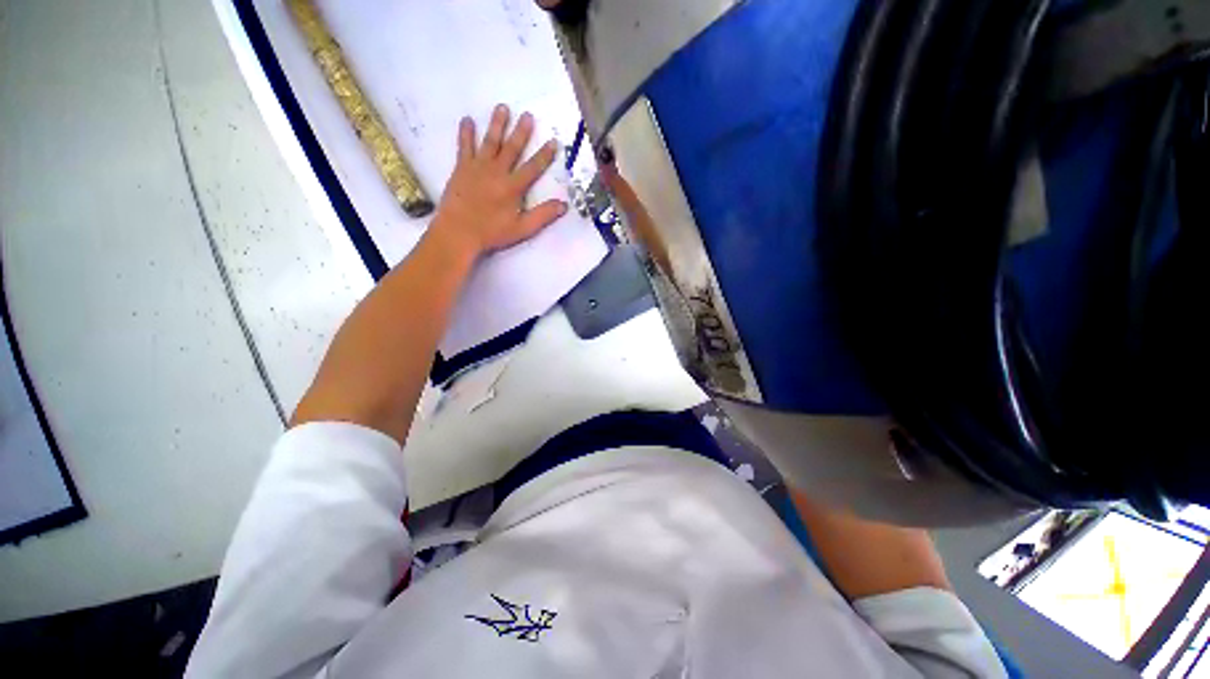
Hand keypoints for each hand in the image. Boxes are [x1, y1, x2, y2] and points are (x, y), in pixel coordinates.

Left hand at [429, 104, 565, 259]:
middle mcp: (497, 172)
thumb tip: (564, 205)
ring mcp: (478, 167)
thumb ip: (543, 215)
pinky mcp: (462, 168)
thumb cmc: (492, 232)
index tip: (553, 141)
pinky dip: (466, 133)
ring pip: (490, 142)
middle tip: (527, 115)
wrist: (458, 232)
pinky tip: (467, 119)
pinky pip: (464, 146)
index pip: (533, 168)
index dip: (544, 155)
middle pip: (512, 148)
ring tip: (502, 107)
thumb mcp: (522, 228)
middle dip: (521, 132)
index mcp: (513, 187)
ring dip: (497, 124)